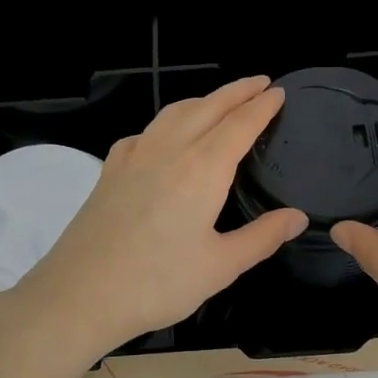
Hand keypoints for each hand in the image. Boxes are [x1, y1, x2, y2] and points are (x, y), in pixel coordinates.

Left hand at [11, 76, 307, 356]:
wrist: (79, 294)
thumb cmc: (157, 283)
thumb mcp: (221, 266)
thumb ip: (262, 237)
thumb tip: (298, 217)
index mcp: (202, 169)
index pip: (240, 124)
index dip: (262, 106)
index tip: (278, 92)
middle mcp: (169, 150)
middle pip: (208, 107)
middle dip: (237, 91)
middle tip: (259, 83)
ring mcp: (134, 156)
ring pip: (174, 112)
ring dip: (202, 100)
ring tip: (219, 101)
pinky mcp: (110, 170)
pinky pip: (145, 132)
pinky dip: (167, 122)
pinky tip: (166, 138)